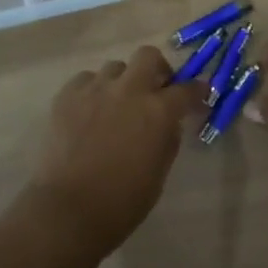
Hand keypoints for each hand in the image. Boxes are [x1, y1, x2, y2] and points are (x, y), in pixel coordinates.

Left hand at [23, 46, 201, 256]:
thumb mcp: (159, 172)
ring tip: (116, 105)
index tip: (199, 95)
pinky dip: (93, 91)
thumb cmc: (122, 202)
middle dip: (156, 69)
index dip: (197, 91)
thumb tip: (169, 122)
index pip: (187, 89)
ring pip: (115, 67)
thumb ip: (167, 138)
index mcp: (158, 111)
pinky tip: (89, 112)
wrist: (68, 210)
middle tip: (154, 90)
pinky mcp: (67, 95)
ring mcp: (96, 89)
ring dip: (122, 82)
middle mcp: (129, 90)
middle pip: (148, 56)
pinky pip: (86, 80)